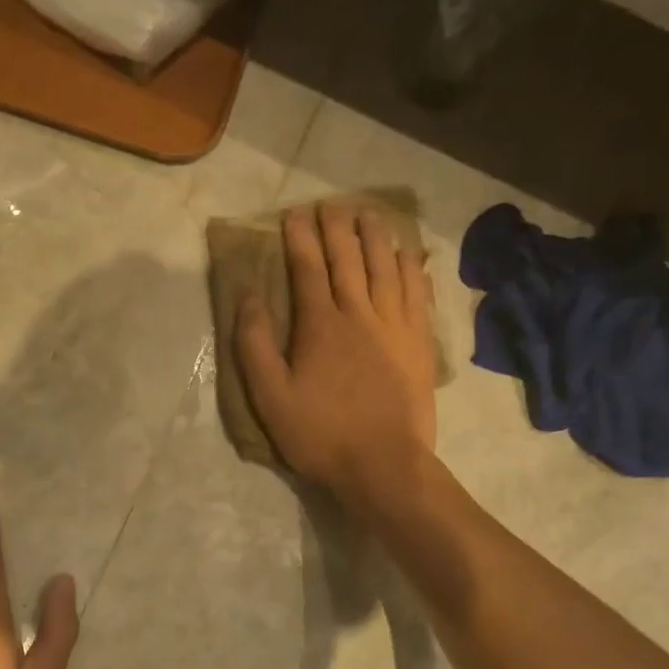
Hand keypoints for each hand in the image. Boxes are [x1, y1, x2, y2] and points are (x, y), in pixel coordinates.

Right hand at [236, 202, 438, 502]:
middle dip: (337, 228)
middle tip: (331, 204)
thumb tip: (248, 295)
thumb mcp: (271, 396)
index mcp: (320, 325)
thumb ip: (256, 344)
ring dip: (376, 237)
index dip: (301, 238)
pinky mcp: (419, 343)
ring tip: (370, 213)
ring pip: (386, 269)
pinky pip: (418, 294)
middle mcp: (360, 314)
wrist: (383, 465)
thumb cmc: (320, 434)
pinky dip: (413, 269)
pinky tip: (410, 255)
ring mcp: (395, 326)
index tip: (294, 214)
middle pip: (349, 260)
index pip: (308, 269)